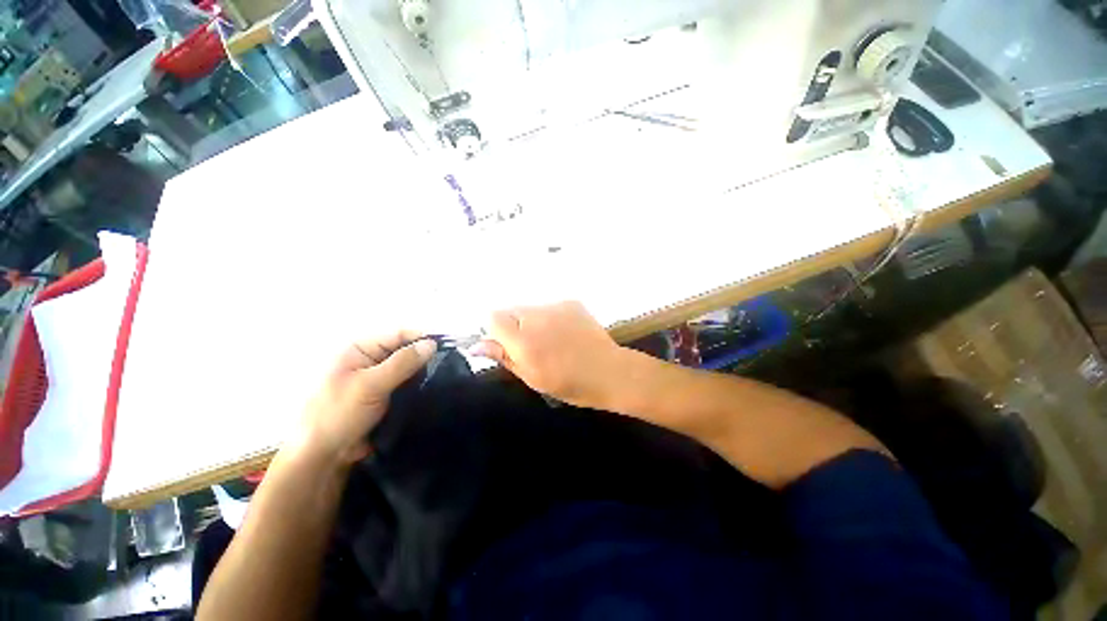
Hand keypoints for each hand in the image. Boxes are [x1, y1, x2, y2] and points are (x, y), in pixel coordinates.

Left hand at [297, 330, 436, 464]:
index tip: (447, 348)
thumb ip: (402, 363)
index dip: (422, 339)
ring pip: (409, 368)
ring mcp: (378, 377)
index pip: (398, 335)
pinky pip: (407, 383)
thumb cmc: (338, 414)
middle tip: (449, 366)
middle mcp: (370, 359)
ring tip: (446, 379)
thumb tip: (431, 344)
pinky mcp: (385, 394)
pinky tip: (433, 390)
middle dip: (425, 357)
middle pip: (406, 350)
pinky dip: (419, 386)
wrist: (323, 456)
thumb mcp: (370, 385)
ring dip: (424, 373)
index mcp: (360, 349)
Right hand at [471, 301, 626, 407]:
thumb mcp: (531, 377)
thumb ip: (503, 356)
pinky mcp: (571, 302)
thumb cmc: (568, 383)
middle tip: (532, 346)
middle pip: (511, 311)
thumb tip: (475, 345)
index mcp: (523, 340)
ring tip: (552, 340)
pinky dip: (551, 317)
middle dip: (514, 326)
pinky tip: (566, 333)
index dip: (495, 331)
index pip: (492, 317)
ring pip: (530, 309)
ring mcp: (555, 306)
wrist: (608, 371)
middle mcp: (536, 316)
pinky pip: (550, 307)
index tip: (507, 345)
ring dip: (533, 321)